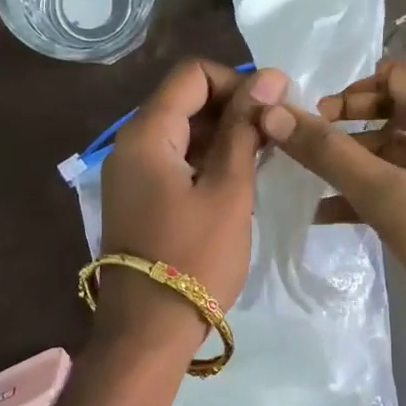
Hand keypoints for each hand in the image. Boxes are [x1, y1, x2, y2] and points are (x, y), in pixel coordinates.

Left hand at [95, 60, 288, 353]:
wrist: (148, 331)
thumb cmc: (195, 259)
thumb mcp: (229, 190)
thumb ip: (246, 129)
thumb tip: (269, 76)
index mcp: (146, 133)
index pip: (193, 75)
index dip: (237, 82)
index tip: (273, 111)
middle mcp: (130, 143)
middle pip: (185, 100)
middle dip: (233, 109)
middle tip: (276, 137)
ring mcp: (131, 172)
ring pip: (182, 131)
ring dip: (223, 136)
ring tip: (263, 160)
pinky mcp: (139, 196)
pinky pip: (175, 160)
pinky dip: (206, 160)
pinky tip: (238, 181)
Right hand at [258, 57, 405, 315]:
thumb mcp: (386, 194)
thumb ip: (328, 153)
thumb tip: (273, 113)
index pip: (398, 75)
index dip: (353, 90)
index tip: (317, 118)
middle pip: (395, 110)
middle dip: (348, 125)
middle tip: (311, 144)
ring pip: (395, 148)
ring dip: (353, 160)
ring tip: (310, 179)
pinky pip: (403, 180)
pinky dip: (369, 188)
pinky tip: (327, 211)